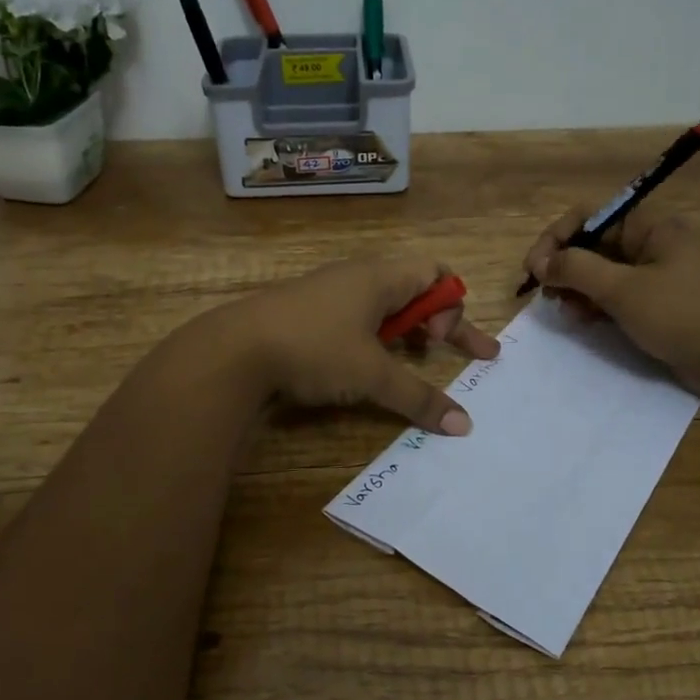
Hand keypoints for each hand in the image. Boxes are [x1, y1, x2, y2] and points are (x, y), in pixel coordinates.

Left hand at [221, 254, 500, 433]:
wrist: (235, 349)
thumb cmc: (314, 349)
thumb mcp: (371, 376)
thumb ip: (419, 398)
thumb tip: (463, 426)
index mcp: (380, 277)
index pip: (436, 273)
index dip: (451, 306)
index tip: (441, 342)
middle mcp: (357, 276)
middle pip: (413, 288)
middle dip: (439, 319)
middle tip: (454, 349)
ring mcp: (328, 291)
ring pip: (382, 303)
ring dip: (405, 328)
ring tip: (412, 356)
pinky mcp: (305, 311)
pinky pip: (355, 315)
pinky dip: (374, 335)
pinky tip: (363, 363)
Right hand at [524, 205, 699, 396]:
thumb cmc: (683, 313)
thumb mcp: (623, 290)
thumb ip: (577, 270)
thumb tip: (542, 262)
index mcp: (650, 226)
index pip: (589, 216)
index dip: (556, 239)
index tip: (535, 269)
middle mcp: (652, 244)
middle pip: (594, 244)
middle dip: (564, 266)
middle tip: (544, 294)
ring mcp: (657, 275)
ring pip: (603, 272)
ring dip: (577, 288)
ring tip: (565, 310)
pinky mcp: (659, 303)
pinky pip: (617, 296)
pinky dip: (597, 305)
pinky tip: (583, 320)